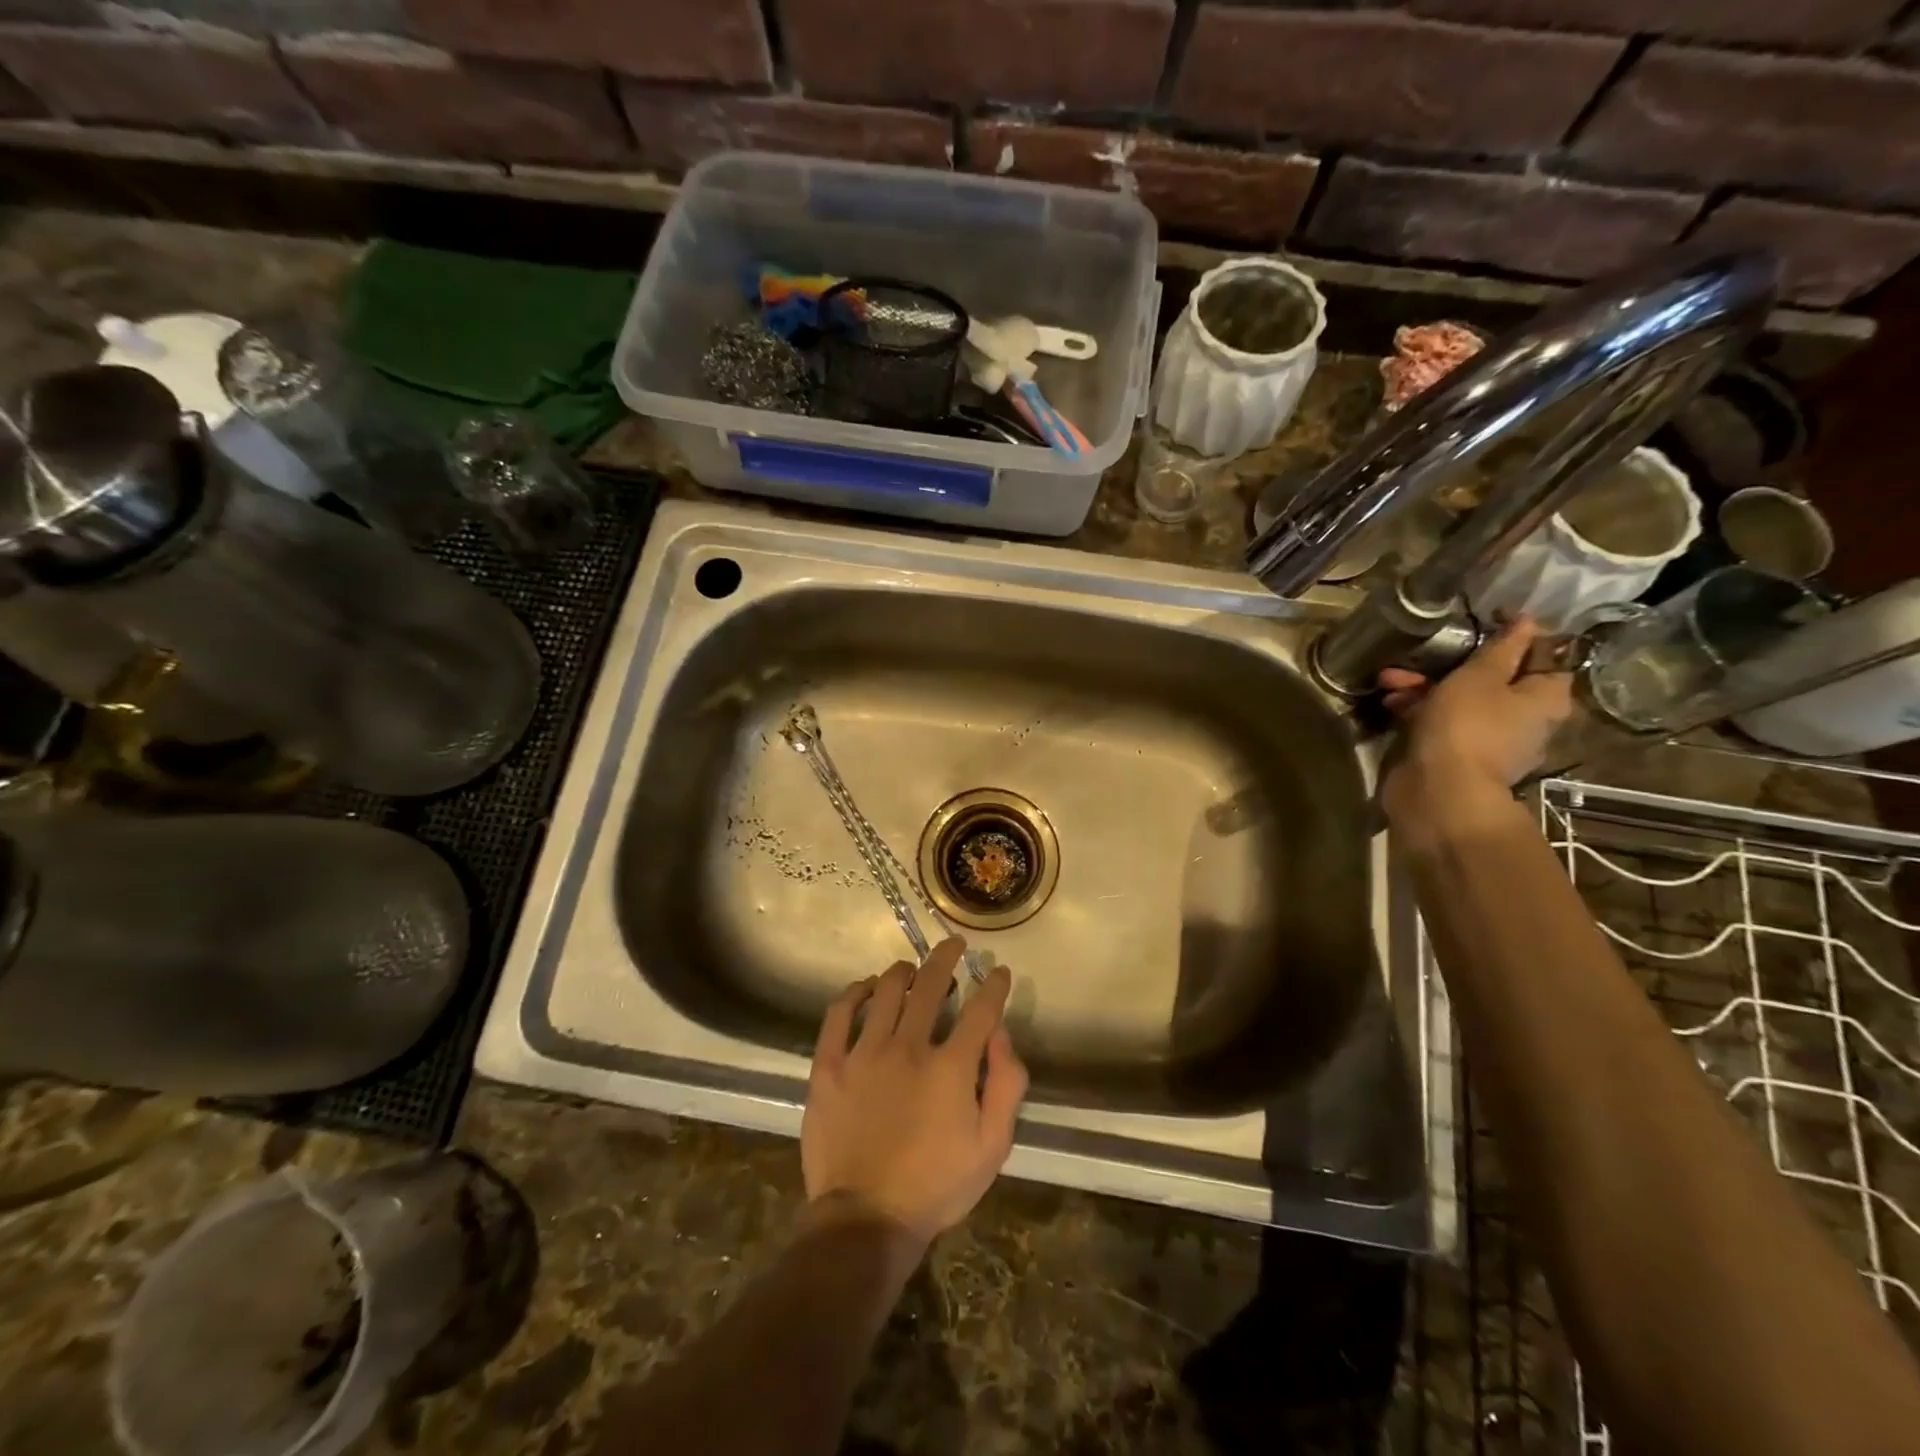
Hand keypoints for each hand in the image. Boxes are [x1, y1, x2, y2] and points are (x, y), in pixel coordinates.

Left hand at [802, 938, 1027, 1248]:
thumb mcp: (992, 1146)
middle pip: (930, 985)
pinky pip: (839, 1013)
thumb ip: (1006, 1085)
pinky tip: (864, 987)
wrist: (867, 1220)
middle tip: (953, 945)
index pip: (981, 1009)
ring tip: (910, 969)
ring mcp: (864, 1053)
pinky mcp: (829, 1066)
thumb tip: (1001, 1034)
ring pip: (885, 991)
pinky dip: (854, 992)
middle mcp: (908, 1047)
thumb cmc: (937, 1186)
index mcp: (950, 1067)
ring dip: (903, 971)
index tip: (997, 971)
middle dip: (946, 958)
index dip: (993, 985)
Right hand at [1378, 615, 1573, 821]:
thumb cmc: (1466, 726)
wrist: (1439, 791)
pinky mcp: (1457, 755)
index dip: (1518, 634)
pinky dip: (1420, 710)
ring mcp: (1491, 740)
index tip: (1487, 618)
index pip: (1544, 654)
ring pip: (1462, 701)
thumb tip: (1527, 621)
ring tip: (1388, 679)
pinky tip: (1391, 703)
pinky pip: (1442, 723)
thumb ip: (1503, 648)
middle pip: (1496, 679)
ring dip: (1426, 686)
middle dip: (1455, 663)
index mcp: (1546, 697)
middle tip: (1425, 651)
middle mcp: (1526, 719)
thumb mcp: (1481, 677)